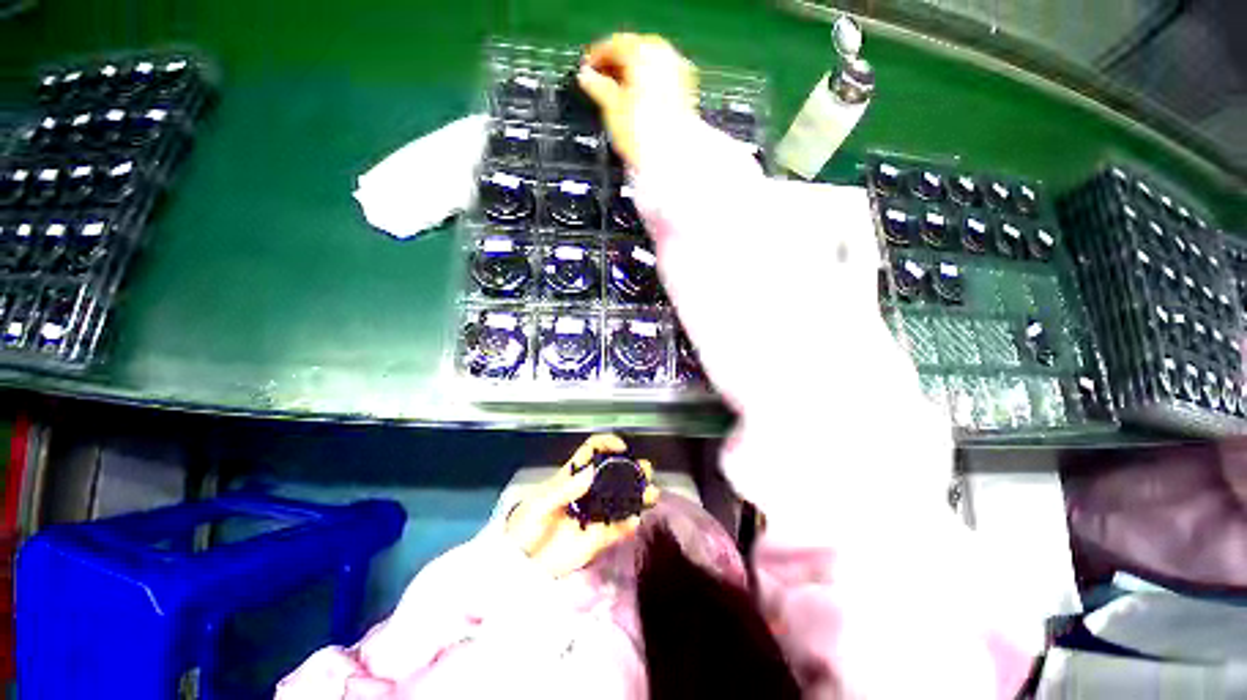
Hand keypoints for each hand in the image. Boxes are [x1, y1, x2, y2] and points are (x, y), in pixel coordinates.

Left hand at [506, 434, 659, 577]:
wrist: (520, 567)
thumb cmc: (525, 529)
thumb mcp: (539, 506)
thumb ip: (564, 490)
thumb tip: (591, 471)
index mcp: (572, 477)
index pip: (592, 452)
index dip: (607, 444)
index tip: (621, 447)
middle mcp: (588, 491)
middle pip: (613, 473)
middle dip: (632, 469)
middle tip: (645, 471)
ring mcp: (595, 514)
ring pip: (621, 499)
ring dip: (638, 495)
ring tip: (651, 494)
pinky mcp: (598, 537)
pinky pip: (618, 529)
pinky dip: (628, 525)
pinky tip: (634, 522)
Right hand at [577, 33, 697, 168]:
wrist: (671, 156)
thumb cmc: (641, 133)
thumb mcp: (611, 108)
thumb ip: (597, 86)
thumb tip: (586, 77)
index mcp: (642, 51)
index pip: (613, 44)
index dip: (596, 57)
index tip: (586, 71)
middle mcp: (662, 53)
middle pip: (634, 50)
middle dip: (616, 64)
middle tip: (601, 81)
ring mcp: (677, 69)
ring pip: (649, 63)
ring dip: (632, 73)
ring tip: (618, 92)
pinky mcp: (686, 88)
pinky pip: (662, 76)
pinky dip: (648, 83)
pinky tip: (638, 99)